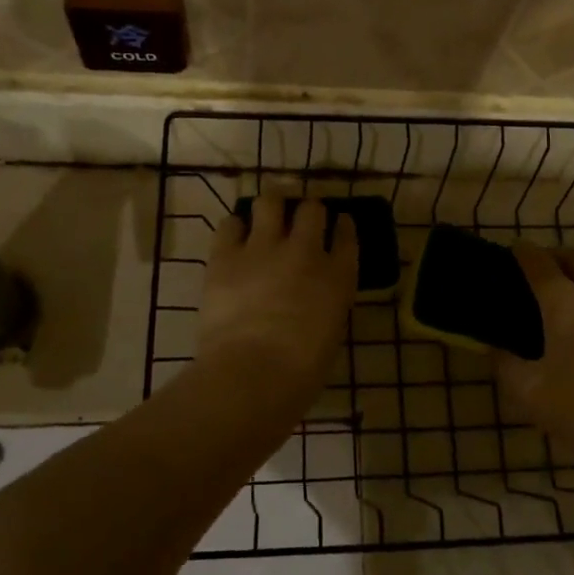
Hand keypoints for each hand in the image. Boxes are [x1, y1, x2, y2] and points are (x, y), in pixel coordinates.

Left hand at [197, 196, 357, 403]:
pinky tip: (235, 234)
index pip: (347, 237)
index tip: (340, 223)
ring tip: (267, 212)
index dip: (344, 226)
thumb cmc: (300, 371)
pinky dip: (235, 226)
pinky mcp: (226, 255)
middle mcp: (305, 251)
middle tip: (301, 217)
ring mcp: (264, 248)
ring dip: (272, 205)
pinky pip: (230, 223)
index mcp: (338, 277)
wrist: (252, 372)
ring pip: (270, 202)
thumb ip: (326, 304)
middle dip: (308, 210)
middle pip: (312, 210)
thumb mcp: (330, 334)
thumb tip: (312, 298)